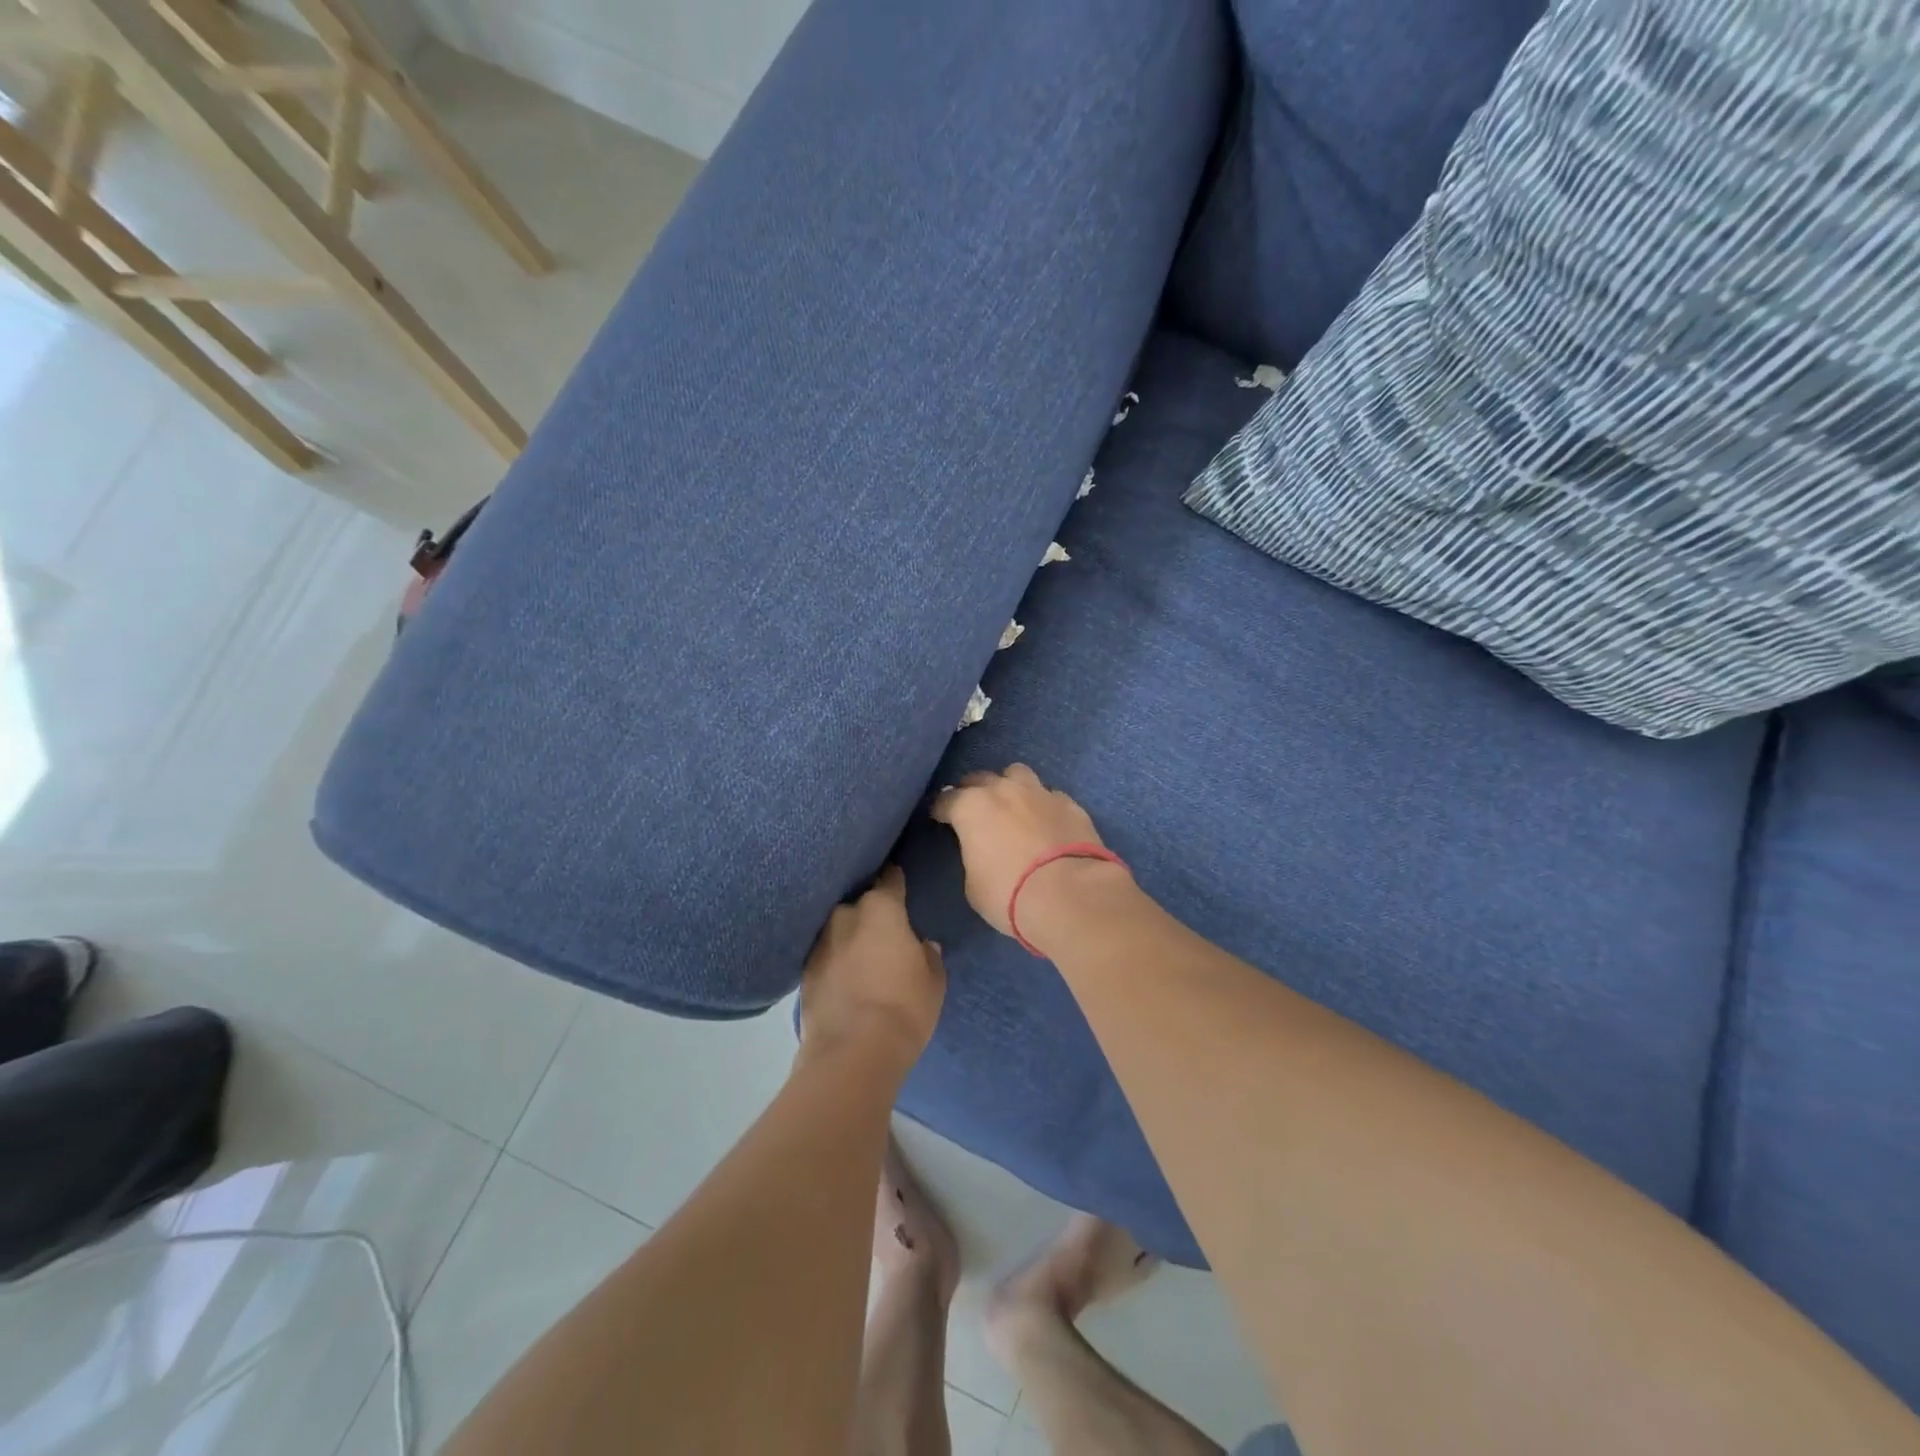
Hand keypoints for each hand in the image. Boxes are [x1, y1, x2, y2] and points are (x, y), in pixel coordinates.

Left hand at [799, 866, 944, 1071]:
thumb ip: (928, 955)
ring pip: (839, 930)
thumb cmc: (904, 1008)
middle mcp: (845, 915)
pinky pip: (825, 957)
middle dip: (871, 914)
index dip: (896, 879)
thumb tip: (922, 945)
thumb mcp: (933, 981)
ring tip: (862, 957)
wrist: (852, 1053)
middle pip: (861, 905)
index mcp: (881, 908)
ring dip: (850, 939)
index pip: (890, 879)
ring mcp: (819, 943)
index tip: (899, 879)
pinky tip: (845, 978)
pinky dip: (835, 963)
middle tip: (884, 931)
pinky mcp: (803, 973)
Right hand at [930, 764, 1123, 939]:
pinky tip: (1046, 823)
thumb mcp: (974, 885)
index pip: (945, 801)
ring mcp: (1040, 792)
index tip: (939, 819)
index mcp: (971, 807)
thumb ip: (973, 857)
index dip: (940, 811)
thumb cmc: (1010, 894)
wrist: (1071, 895)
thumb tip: (982, 851)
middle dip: (973, 792)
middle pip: (980, 779)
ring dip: (1009, 786)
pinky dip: (1042, 805)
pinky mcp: (1070, 803)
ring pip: (1017, 774)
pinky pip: (1048, 795)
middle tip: (975, 813)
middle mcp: (1004, 790)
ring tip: (1012, 806)